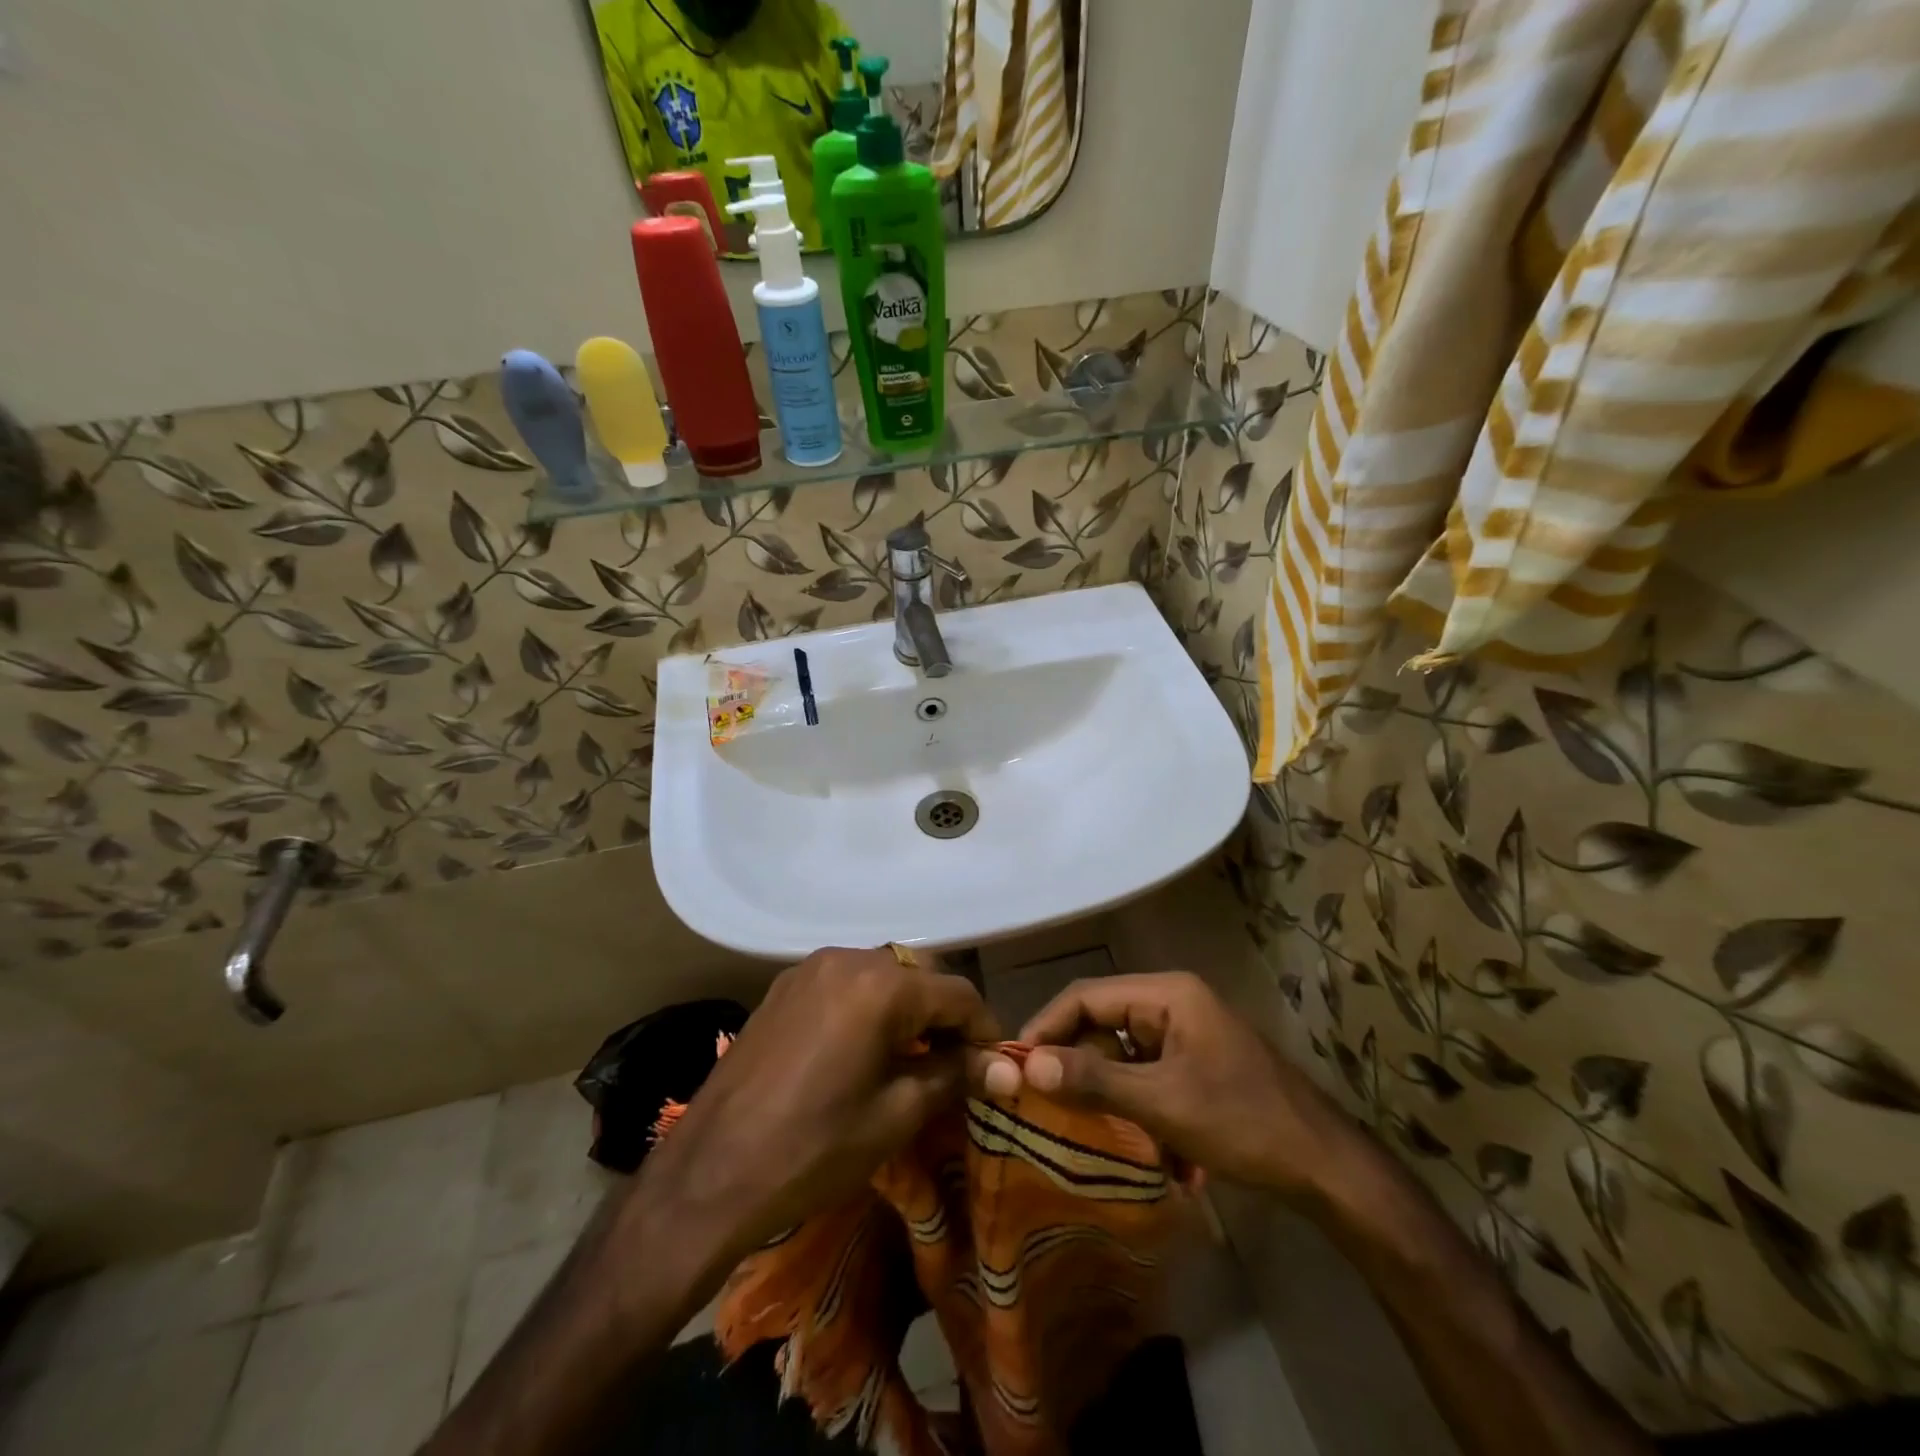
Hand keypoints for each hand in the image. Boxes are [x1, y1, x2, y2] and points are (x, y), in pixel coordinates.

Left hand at [639, 947, 997, 1262]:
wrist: (709, 1174)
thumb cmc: (813, 1148)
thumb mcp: (896, 1115)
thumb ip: (954, 1076)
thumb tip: (1004, 1069)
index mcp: (881, 985)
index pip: (957, 993)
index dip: (984, 1029)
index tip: (994, 1067)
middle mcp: (847, 958)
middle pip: (919, 973)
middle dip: (944, 1014)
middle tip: (954, 1063)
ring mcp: (809, 968)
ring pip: (881, 972)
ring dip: (906, 1006)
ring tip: (911, 1057)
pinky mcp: (783, 987)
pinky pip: (844, 982)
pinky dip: (868, 1005)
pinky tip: (863, 1048)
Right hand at [988, 971, 1347, 1195]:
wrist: (1326, 1169)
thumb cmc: (1242, 1122)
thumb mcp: (1162, 1103)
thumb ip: (1094, 1081)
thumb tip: (1027, 1064)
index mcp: (1166, 994)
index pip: (1086, 995)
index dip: (1047, 1026)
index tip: (1014, 1064)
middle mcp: (1173, 1004)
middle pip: (1103, 1023)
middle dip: (1076, 1064)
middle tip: (1042, 1102)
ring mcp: (1187, 1035)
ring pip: (1123, 1054)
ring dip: (1109, 1093)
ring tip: (1090, 1131)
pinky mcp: (1196, 1065)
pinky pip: (1147, 1075)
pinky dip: (1139, 1107)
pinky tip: (1151, 1150)